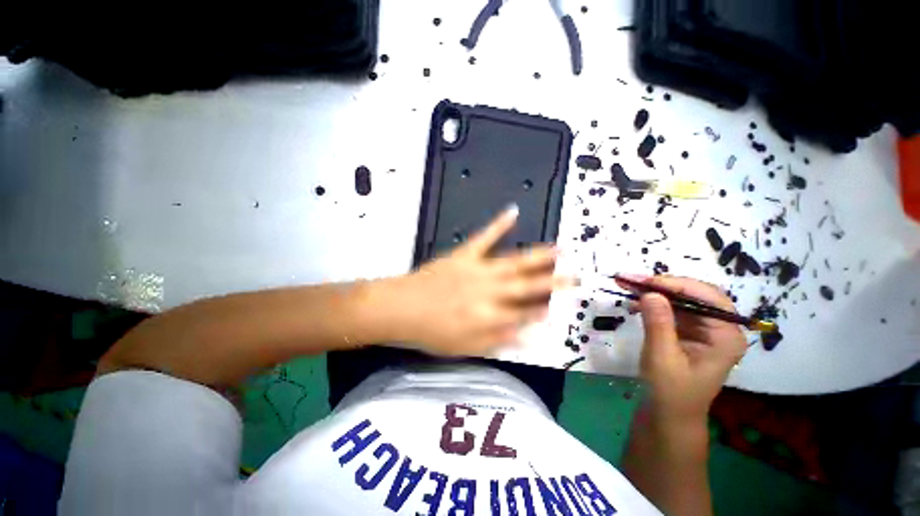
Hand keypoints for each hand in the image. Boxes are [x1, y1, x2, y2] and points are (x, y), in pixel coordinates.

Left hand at [380, 206, 572, 355]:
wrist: (400, 308)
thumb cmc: (431, 332)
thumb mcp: (465, 348)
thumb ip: (499, 342)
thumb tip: (529, 336)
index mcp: (489, 318)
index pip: (526, 314)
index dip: (545, 309)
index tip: (562, 304)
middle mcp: (490, 292)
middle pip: (528, 286)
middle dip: (554, 281)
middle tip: (576, 276)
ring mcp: (478, 270)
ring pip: (514, 262)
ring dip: (538, 256)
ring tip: (560, 248)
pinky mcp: (465, 254)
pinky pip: (485, 237)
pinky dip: (499, 224)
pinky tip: (513, 212)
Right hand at [617, 275, 746, 426]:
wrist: (668, 415)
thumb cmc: (670, 391)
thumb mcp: (662, 358)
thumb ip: (658, 324)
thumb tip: (650, 292)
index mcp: (726, 336)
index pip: (707, 298)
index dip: (675, 285)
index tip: (643, 281)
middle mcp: (720, 328)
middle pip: (694, 294)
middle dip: (662, 285)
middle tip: (630, 280)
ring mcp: (704, 329)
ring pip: (681, 299)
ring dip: (653, 291)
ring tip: (627, 286)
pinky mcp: (688, 332)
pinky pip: (672, 309)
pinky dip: (652, 303)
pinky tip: (635, 302)